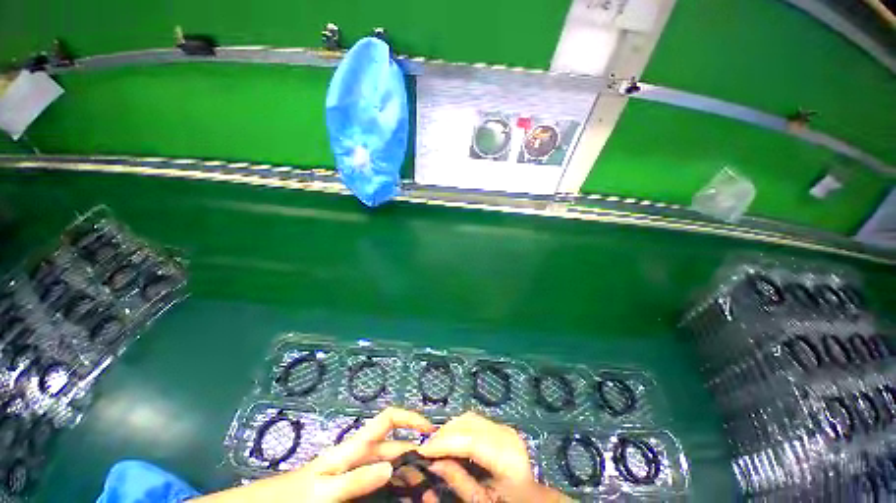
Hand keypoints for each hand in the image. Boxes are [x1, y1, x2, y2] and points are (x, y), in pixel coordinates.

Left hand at [197, 407, 434, 502]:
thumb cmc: (293, 495)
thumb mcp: (324, 489)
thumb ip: (356, 479)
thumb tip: (392, 465)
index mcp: (353, 447)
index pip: (387, 419)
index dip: (410, 417)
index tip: (432, 431)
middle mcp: (358, 455)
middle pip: (393, 445)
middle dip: (414, 452)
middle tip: (437, 473)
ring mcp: (353, 471)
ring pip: (387, 465)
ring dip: (406, 471)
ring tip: (424, 487)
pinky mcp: (349, 486)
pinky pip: (377, 482)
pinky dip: (393, 485)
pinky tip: (401, 497)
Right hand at [418, 412, 568, 502]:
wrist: (530, 498)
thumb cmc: (507, 502)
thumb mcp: (481, 500)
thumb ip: (458, 480)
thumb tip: (433, 463)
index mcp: (507, 456)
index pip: (470, 440)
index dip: (444, 442)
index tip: (422, 450)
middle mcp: (506, 434)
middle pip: (468, 424)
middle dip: (444, 434)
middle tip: (426, 448)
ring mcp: (504, 428)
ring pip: (469, 419)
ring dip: (450, 429)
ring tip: (435, 445)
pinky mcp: (500, 427)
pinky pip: (474, 421)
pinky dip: (459, 428)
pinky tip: (450, 440)